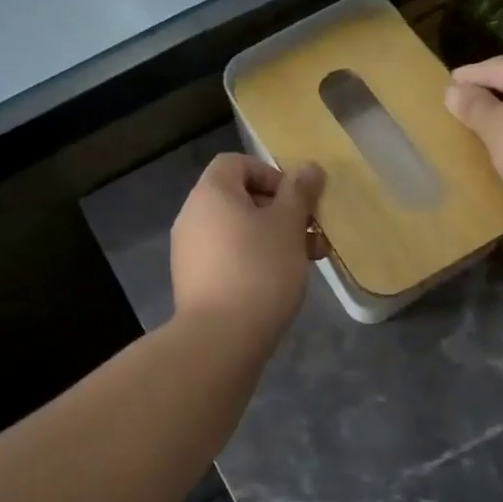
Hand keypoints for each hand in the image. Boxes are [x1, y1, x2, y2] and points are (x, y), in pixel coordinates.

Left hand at [171, 154, 325, 345]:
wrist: (220, 338)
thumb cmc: (259, 270)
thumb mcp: (288, 225)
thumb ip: (299, 192)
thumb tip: (309, 168)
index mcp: (210, 194)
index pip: (236, 163)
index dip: (271, 174)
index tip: (297, 201)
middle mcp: (192, 216)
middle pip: (240, 198)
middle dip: (281, 212)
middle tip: (312, 235)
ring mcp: (190, 251)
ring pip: (238, 231)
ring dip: (274, 238)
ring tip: (308, 261)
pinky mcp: (194, 282)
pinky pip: (229, 257)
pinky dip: (255, 260)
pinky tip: (281, 283)